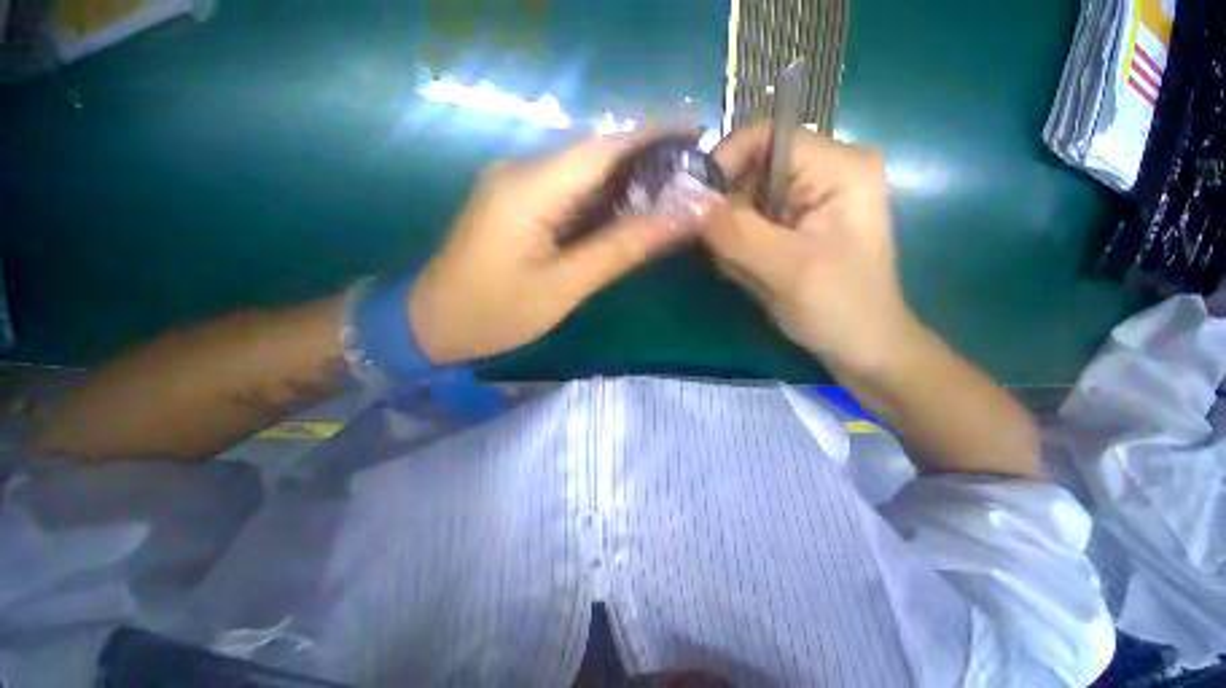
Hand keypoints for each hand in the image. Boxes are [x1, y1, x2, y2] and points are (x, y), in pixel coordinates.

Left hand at [409, 133, 707, 364]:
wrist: (432, 323)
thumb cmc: (495, 312)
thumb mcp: (563, 287)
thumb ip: (619, 250)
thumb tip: (677, 221)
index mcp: (530, 186)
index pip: (604, 145)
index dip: (654, 136)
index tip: (698, 140)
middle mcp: (522, 170)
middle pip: (596, 151)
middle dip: (647, 159)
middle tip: (691, 179)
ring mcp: (517, 184)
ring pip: (584, 170)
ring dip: (627, 179)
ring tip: (671, 195)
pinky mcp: (517, 202)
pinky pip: (569, 189)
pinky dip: (603, 198)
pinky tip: (628, 212)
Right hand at [705, 126, 914, 371]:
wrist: (861, 347)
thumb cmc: (839, 307)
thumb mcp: (786, 268)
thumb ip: (736, 231)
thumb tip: (686, 202)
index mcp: (840, 166)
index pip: (766, 137)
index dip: (724, 165)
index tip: (696, 208)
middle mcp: (824, 172)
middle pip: (751, 171)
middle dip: (729, 214)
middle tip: (726, 254)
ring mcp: (808, 199)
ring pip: (744, 202)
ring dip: (733, 238)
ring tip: (748, 271)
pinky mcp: (794, 224)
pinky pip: (749, 224)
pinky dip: (739, 249)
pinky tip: (753, 273)